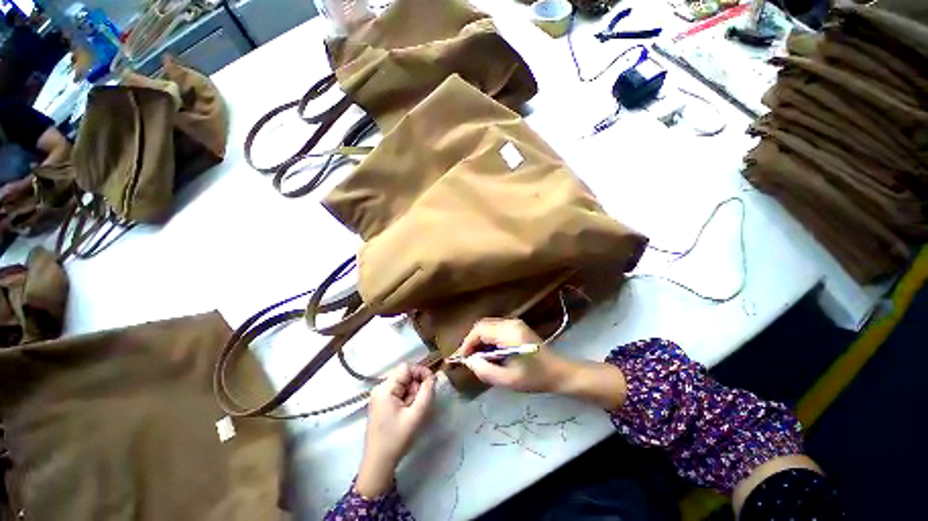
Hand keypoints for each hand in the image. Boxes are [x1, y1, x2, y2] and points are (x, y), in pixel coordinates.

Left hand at [356, 363, 435, 497]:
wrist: (378, 464)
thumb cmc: (396, 439)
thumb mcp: (416, 415)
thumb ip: (426, 392)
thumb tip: (433, 376)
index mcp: (385, 388)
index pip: (406, 368)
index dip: (420, 372)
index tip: (431, 384)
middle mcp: (381, 388)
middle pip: (405, 376)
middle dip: (417, 386)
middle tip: (421, 404)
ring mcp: (381, 396)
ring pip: (404, 385)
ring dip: (413, 394)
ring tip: (414, 411)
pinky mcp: (382, 404)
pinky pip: (399, 393)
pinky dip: (408, 400)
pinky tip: (408, 413)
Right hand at [454, 318, 570, 392]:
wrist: (559, 372)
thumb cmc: (535, 377)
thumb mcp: (508, 380)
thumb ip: (485, 370)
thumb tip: (469, 361)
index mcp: (509, 333)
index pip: (480, 330)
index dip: (468, 342)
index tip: (462, 358)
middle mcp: (511, 323)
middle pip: (482, 325)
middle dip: (472, 341)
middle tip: (469, 359)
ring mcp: (515, 323)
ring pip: (488, 326)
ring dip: (480, 340)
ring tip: (478, 358)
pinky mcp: (517, 327)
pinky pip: (495, 328)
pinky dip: (488, 339)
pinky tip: (490, 353)